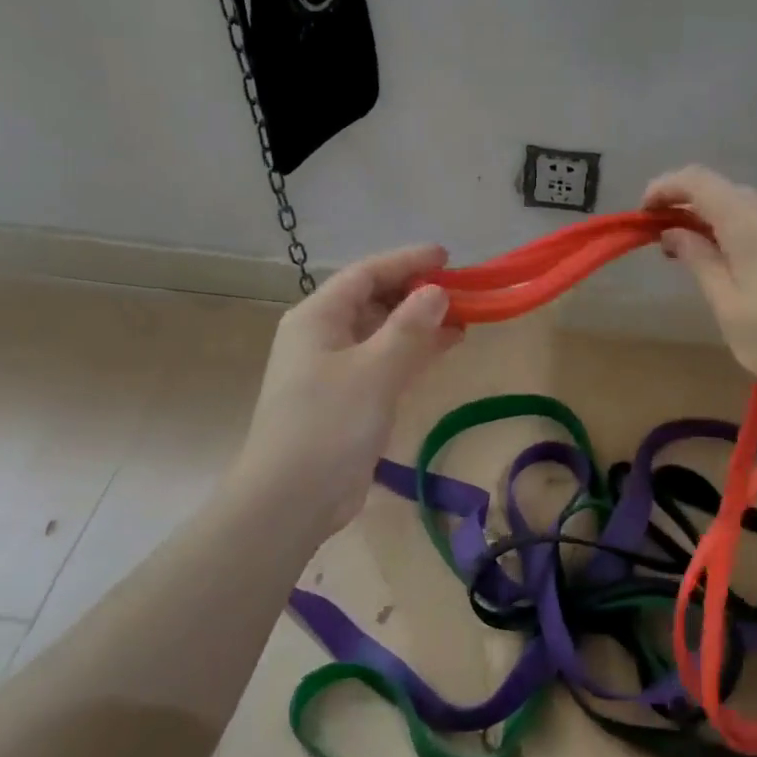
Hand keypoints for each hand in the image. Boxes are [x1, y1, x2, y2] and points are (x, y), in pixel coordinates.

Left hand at [230, 245, 460, 541]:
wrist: (292, 498)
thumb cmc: (329, 424)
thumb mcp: (375, 370)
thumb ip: (409, 327)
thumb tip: (437, 292)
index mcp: (318, 318)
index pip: (366, 274)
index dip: (407, 262)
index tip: (448, 258)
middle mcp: (323, 336)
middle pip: (374, 300)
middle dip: (417, 293)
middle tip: (463, 291)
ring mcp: (335, 369)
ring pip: (383, 332)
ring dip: (420, 323)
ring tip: (464, 317)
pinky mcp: (348, 399)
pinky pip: (386, 362)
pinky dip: (414, 352)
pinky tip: (445, 348)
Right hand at [645, 166, 756, 411]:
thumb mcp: (726, 303)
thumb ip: (698, 258)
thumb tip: (673, 232)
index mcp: (751, 221)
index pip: (698, 181)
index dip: (665, 188)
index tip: (644, 214)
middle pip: (724, 191)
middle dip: (689, 207)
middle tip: (665, 243)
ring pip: (749, 206)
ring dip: (718, 220)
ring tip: (699, 256)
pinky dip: (744, 230)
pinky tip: (738, 263)